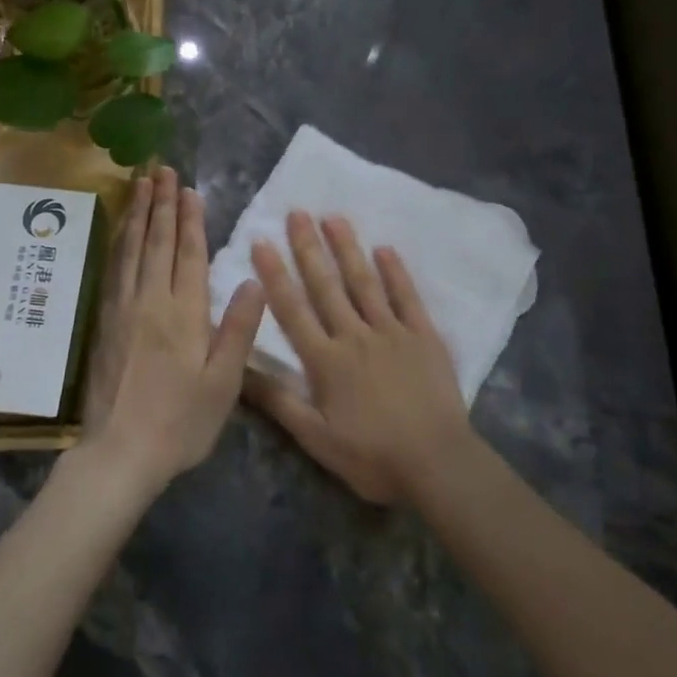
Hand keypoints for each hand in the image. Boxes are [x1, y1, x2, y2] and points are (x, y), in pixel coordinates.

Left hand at [78, 166, 265, 489]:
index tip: (189, 189)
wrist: (119, 453)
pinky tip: (122, 231)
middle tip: (161, 169)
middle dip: (161, 203)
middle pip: (157, 242)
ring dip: (138, 214)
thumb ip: (238, 328)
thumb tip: (253, 278)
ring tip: (140, 184)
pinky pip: (113, 269)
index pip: (189, 254)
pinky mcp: (105, 323)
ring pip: (131, 249)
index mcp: (183, 312)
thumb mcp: (223, 382)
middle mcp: (150, 300)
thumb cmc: (180, 422)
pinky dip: (119, 242)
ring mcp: (123, 309)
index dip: (191, 219)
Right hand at [245, 212, 472, 504]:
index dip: (275, 275)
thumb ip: (278, 401)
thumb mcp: (316, 438)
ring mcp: (392, 332)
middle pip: (326, 286)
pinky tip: (385, 249)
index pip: (292, 309)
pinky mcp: (423, 336)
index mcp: (326, 360)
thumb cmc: (372, 456)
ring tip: (333, 218)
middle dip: (309, 248)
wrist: (437, 463)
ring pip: (364, 283)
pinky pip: (407, 297)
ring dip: (348, 249)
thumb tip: (239, 370)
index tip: (261, 242)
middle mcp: (355, 336)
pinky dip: (396, 272)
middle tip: (297, 213)